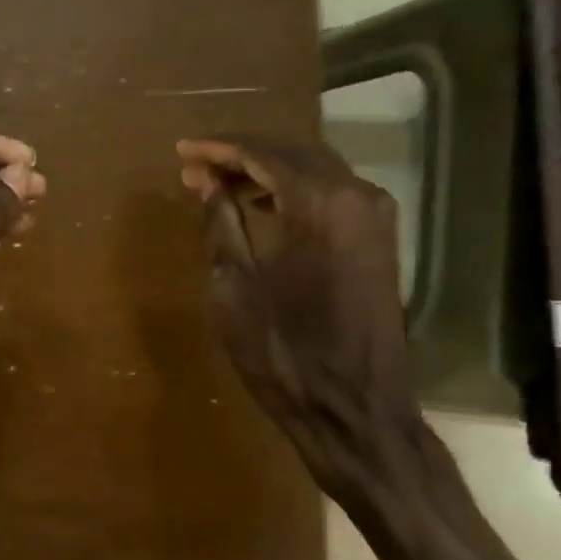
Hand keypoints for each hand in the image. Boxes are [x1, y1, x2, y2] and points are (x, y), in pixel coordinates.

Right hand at [177, 135, 517, 559]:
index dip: (218, 149)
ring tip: (218, 185)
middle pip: (292, 152)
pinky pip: (331, 194)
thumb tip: (206, 181)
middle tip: (195, 167)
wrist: (355, 411)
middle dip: (240, 154)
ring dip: (265, 170)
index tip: (182, 152)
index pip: (263, 153)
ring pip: (314, 170)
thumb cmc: (285, 352)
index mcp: (321, 203)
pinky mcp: (378, 240)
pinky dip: (292, 190)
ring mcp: (375, 217)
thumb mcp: (235, 287)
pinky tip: (261, 204)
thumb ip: (221, 223)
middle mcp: (357, 196)